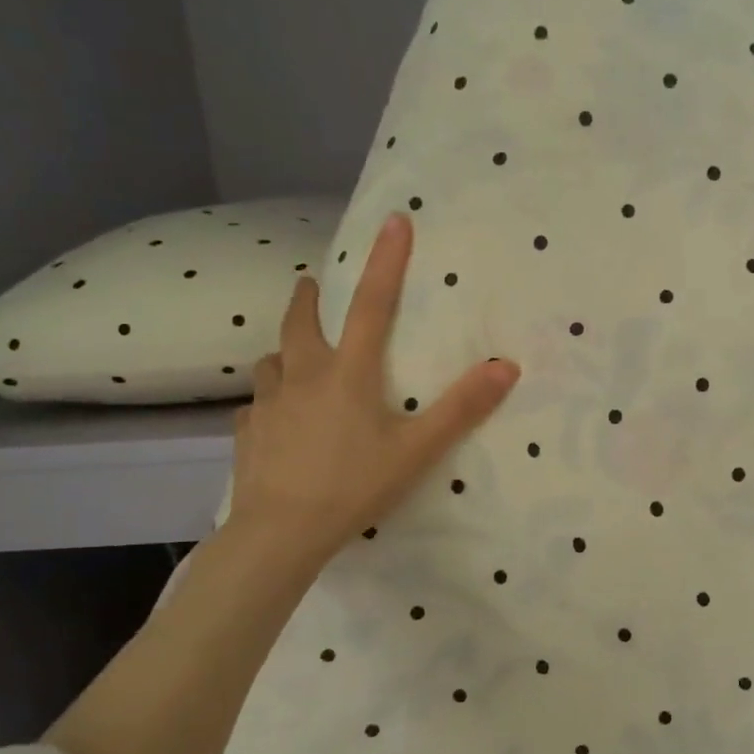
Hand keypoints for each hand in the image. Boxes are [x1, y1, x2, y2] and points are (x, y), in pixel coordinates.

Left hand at [228, 212, 519, 571]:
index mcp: (347, 373)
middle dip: (309, 298)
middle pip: (300, 322)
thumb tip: (506, 366)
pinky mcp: (246, 434)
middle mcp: (302, 376)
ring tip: (296, 361)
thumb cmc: (354, 486)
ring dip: (286, 352)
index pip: (373, 305)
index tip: (393, 220)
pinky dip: (271, 402)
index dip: (386, 261)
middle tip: (312, 285)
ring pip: (272, 362)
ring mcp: (268, 405)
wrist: (280, 534)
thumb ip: (461, 408)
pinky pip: (258, 406)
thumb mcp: (418, 450)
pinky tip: (278, 422)